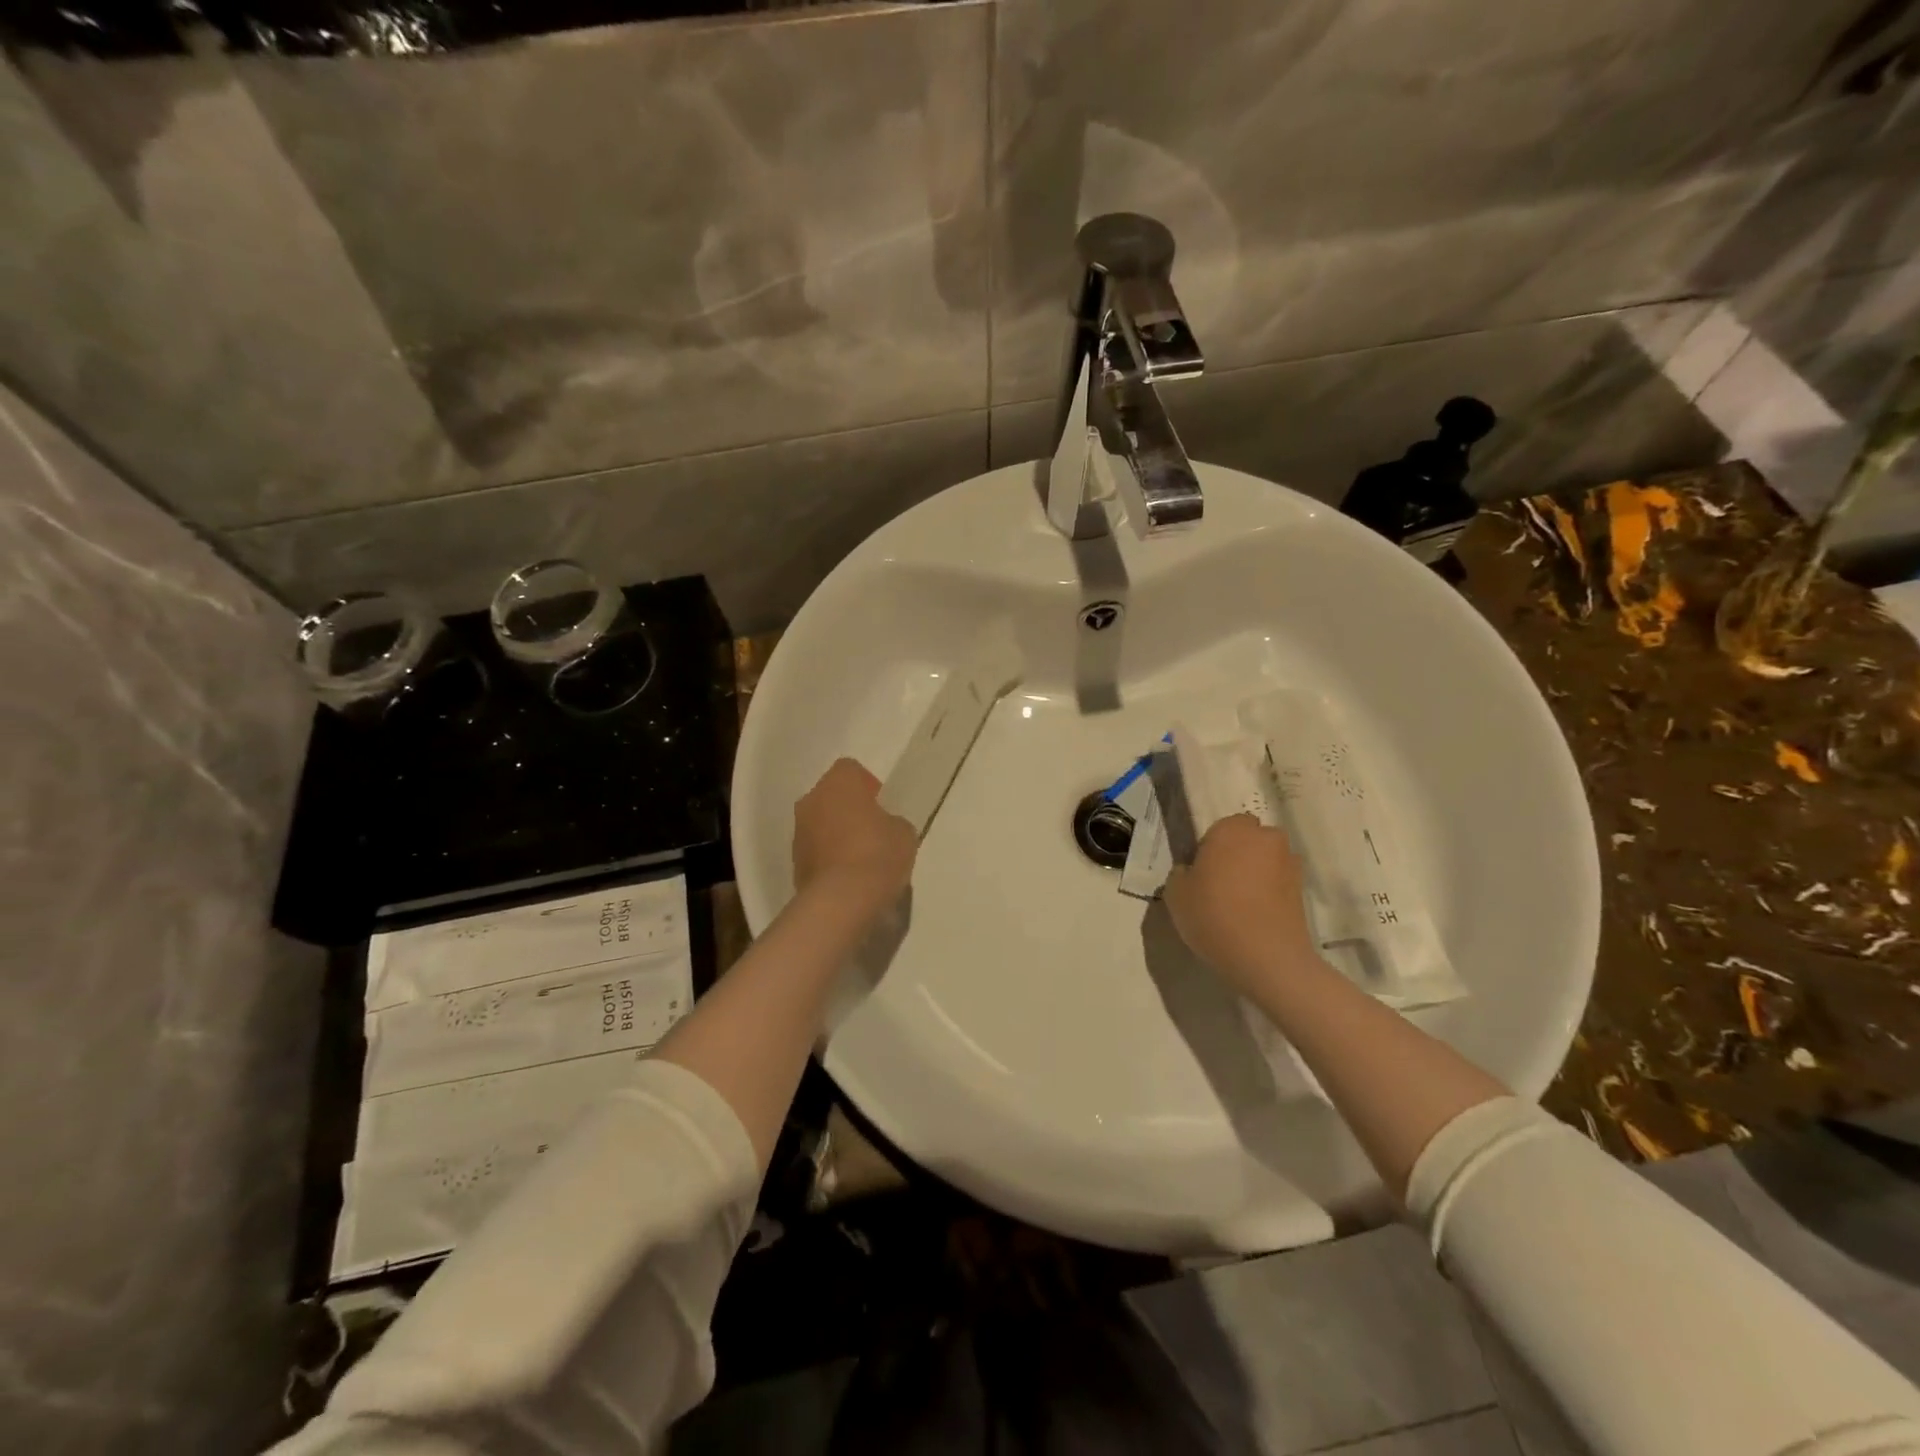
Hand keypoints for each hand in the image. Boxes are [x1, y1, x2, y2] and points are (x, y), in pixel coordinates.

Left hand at [792, 758, 917, 909]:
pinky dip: (829, 859)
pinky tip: (849, 879)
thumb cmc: (877, 854)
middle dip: (849, 810)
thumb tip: (884, 827)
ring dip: (836, 835)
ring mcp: (798, 833)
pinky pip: (816, 852)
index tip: (882, 806)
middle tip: (873, 832)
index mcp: (838, 783)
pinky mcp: (793, 863)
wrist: (842, 900)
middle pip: (831, 797)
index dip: (868, 786)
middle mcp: (811, 800)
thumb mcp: (904, 833)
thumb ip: (892, 822)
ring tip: (862, 860)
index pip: (851, 770)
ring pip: (820, 824)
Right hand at [1163, 815, 1320, 996]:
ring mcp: (1289, 864)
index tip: (1202, 871)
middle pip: (1249, 840)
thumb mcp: (1175, 894)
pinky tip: (1255, 917)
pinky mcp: (1303, 891)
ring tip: (1240, 904)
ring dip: (1256, 873)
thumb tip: (1191, 871)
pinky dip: (1269, 894)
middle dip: (1238, 855)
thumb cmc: (1213, 915)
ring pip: (1266, 861)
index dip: (1211, 846)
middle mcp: (1265, 838)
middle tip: (1220, 884)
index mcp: (1231, 830)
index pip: (1221, 826)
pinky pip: (1279, 884)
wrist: (1266, 957)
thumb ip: (1181, 873)